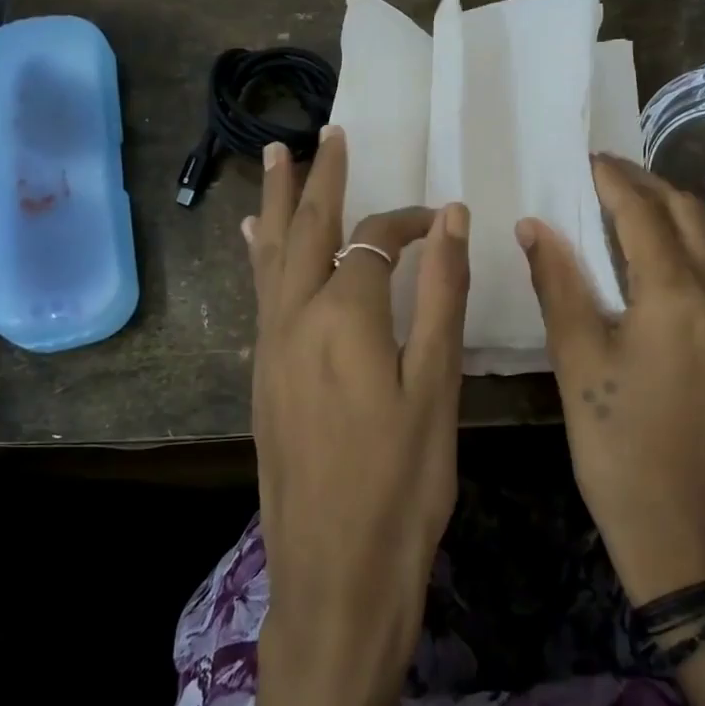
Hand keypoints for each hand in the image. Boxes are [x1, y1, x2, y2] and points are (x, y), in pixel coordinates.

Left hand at [244, 125, 470, 694]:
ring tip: (276, 156)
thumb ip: (442, 295)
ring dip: (280, 202)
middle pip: (307, 229)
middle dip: (321, 178)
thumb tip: (450, 218)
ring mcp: (271, 347)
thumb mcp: (436, 386)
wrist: (336, 572)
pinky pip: (260, 294)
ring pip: (273, 256)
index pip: (375, 242)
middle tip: (328, 133)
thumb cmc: (402, 483)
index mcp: (345, 316)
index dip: (407, 223)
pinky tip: (253, 239)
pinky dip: (261, 255)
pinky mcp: (262, 376)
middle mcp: (296, 318)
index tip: (440, 221)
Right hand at [517, 154, 704, 604]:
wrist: (686, 530)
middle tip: (607, 175)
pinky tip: (664, 254)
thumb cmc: (618, 447)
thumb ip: (558, 285)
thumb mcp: (577, 362)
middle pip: (690, 214)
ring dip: (680, 209)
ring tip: (637, 205)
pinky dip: (697, 240)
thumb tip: (535, 226)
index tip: (588, 159)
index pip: (644, 214)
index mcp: (676, 295)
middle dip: (649, 185)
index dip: (614, 181)